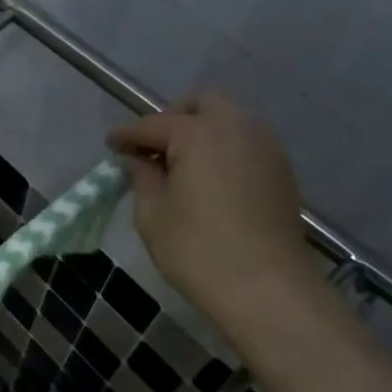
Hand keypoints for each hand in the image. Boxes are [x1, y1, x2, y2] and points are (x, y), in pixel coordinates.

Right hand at [107, 92, 318, 330]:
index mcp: (198, 133)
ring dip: (201, 131)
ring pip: (228, 120)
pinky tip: (208, 178)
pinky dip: (223, 148)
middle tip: (151, 149)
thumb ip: (143, 178)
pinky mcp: (281, 169)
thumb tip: (140, 160)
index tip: (111, 145)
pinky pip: (245, 142)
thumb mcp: (152, 214)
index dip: (127, 135)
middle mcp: (236, 127)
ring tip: (179, 165)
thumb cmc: (197, 249)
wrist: (266, 286)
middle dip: (172, 118)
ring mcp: (265, 146)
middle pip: (200, 104)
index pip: (152, 125)